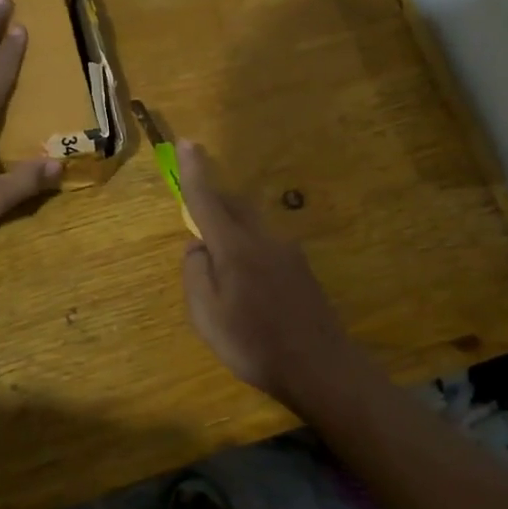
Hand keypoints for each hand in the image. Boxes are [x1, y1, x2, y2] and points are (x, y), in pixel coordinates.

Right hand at [177, 140, 372, 407]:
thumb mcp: (207, 316)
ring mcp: (287, 253)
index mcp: (235, 248)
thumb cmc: (254, 344)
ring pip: (251, 227)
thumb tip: (197, 246)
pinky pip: (266, 247)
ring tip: (220, 265)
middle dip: (213, 198)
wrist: (321, 367)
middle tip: (196, 207)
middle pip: (234, 206)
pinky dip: (249, 251)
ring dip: (231, 229)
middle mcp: (263, 239)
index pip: (207, 200)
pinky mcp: (301, 269)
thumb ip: (195, 274)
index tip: (187, 142)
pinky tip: (249, 287)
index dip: (194, 171)